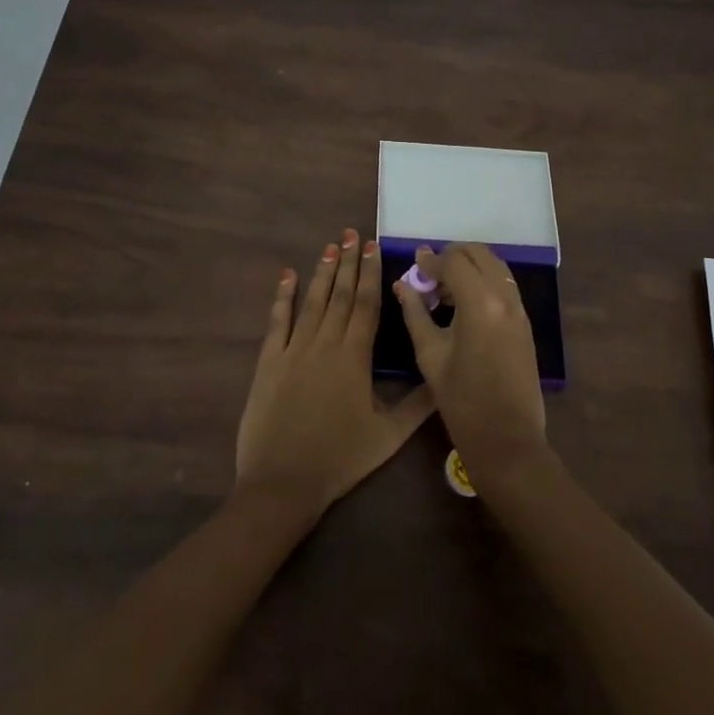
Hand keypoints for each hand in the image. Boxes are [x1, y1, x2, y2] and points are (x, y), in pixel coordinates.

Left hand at [235, 229, 435, 517]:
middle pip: (339, 294)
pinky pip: (276, 321)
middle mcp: (324, 343)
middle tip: (352, 233)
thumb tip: (445, 377)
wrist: (282, 482)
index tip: (374, 246)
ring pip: (311, 301)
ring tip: (330, 245)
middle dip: (348, 262)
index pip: (365, 304)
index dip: (370, 273)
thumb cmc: (339, 458)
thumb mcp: (388, 436)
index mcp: (354, 356)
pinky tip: (287, 276)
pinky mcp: (268, 361)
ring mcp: (293, 349)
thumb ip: (418, 404)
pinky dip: (282, 296)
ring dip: (322, 272)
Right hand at [394, 243, 549, 485]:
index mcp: (480, 303)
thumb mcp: (430, 355)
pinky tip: (462, 304)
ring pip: (495, 266)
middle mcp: (505, 297)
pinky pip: (503, 285)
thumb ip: (415, 313)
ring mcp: (519, 309)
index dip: (431, 261)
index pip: (454, 261)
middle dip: (452, 256)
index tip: (413, 267)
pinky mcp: (525, 322)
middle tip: (429, 275)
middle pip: (479, 253)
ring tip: (443, 290)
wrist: (508, 439)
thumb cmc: (462, 401)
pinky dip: (483, 282)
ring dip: (470, 267)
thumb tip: (402, 285)